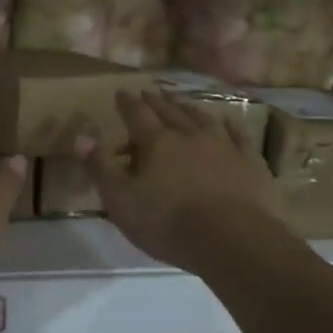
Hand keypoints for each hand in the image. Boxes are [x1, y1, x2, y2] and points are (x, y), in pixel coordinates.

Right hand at [79, 90, 288, 270]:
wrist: (234, 240)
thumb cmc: (169, 224)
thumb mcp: (122, 201)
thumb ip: (101, 168)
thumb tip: (81, 137)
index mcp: (157, 143)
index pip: (137, 115)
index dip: (127, 103)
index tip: (121, 92)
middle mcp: (190, 135)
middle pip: (170, 111)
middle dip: (156, 101)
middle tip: (149, 91)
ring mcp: (224, 146)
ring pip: (203, 118)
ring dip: (189, 107)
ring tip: (181, 100)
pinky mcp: (251, 162)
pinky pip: (240, 136)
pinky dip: (232, 125)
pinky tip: (229, 120)